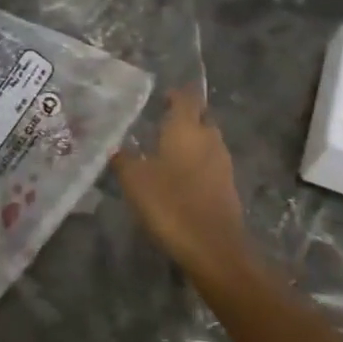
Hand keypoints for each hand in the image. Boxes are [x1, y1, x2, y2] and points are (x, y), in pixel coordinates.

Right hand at [111, 87, 249, 278]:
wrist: (213, 247)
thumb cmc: (170, 203)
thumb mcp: (135, 180)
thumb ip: (123, 159)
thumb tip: (115, 148)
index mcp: (186, 128)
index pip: (186, 97)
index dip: (176, 94)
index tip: (162, 97)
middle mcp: (209, 138)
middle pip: (201, 117)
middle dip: (186, 117)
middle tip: (163, 123)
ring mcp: (223, 163)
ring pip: (208, 141)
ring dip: (192, 142)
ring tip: (169, 151)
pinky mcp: (228, 186)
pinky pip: (211, 164)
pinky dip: (198, 164)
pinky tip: (181, 177)